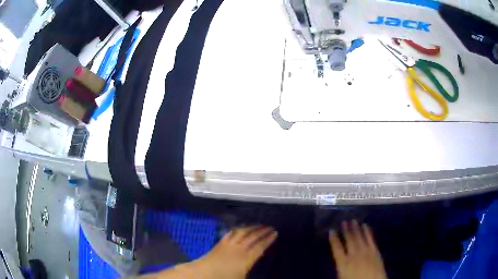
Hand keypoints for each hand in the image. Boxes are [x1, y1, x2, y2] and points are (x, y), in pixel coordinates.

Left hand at [194, 225, 277, 278]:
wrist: (202, 274)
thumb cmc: (224, 278)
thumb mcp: (242, 278)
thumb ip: (251, 270)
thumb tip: (259, 261)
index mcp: (246, 258)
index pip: (260, 246)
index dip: (268, 239)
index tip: (275, 232)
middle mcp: (239, 248)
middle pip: (252, 237)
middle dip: (262, 231)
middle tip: (270, 227)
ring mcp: (228, 244)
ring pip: (242, 232)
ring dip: (251, 228)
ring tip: (258, 225)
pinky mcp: (220, 243)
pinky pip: (230, 233)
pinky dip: (237, 229)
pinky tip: (239, 228)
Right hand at [329, 220, 386, 278]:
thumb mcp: (342, 276)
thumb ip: (341, 266)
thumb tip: (339, 259)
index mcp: (343, 263)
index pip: (336, 248)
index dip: (333, 239)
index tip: (331, 230)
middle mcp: (354, 254)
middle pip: (349, 240)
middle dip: (346, 230)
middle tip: (344, 221)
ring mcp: (365, 251)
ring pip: (359, 237)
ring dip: (356, 229)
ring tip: (353, 221)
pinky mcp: (375, 251)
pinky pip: (370, 239)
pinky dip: (368, 232)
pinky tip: (366, 226)